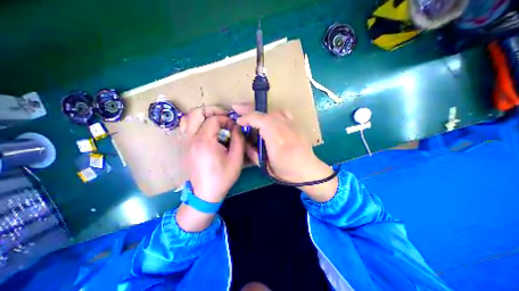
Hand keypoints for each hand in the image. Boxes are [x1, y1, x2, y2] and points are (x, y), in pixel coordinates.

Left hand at [186, 113, 245, 202]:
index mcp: (204, 141)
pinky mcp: (183, 147)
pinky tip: (205, 130)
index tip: (234, 127)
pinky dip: (194, 123)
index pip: (214, 119)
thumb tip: (237, 127)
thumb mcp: (236, 158)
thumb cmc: (222, 177)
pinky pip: (185, 128)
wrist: (205, 194)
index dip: (226, 119)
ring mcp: (184, 142)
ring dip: (202, 116)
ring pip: (187, 118)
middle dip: (212, 111)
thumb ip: (238, 139)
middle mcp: (191, 138)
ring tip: (214, 121)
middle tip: (224, 116)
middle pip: (196, 113)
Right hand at [235, 104, 339, 201]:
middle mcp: (285, 128)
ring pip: (273, 111)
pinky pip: (283, 113)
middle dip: (249, 109)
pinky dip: (272, 112)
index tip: (238, 121)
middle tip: (237, 107)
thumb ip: (252, 152)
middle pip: (265, 113)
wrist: (308, 170)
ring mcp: (293, 124)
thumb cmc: (286, 171)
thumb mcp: (265, 166)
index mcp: (277, 140)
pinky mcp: (297, 124)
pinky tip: (268, 116)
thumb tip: (243, 140)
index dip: (247, 118)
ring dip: (259, 111)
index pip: (260, 121)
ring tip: (248, 110)